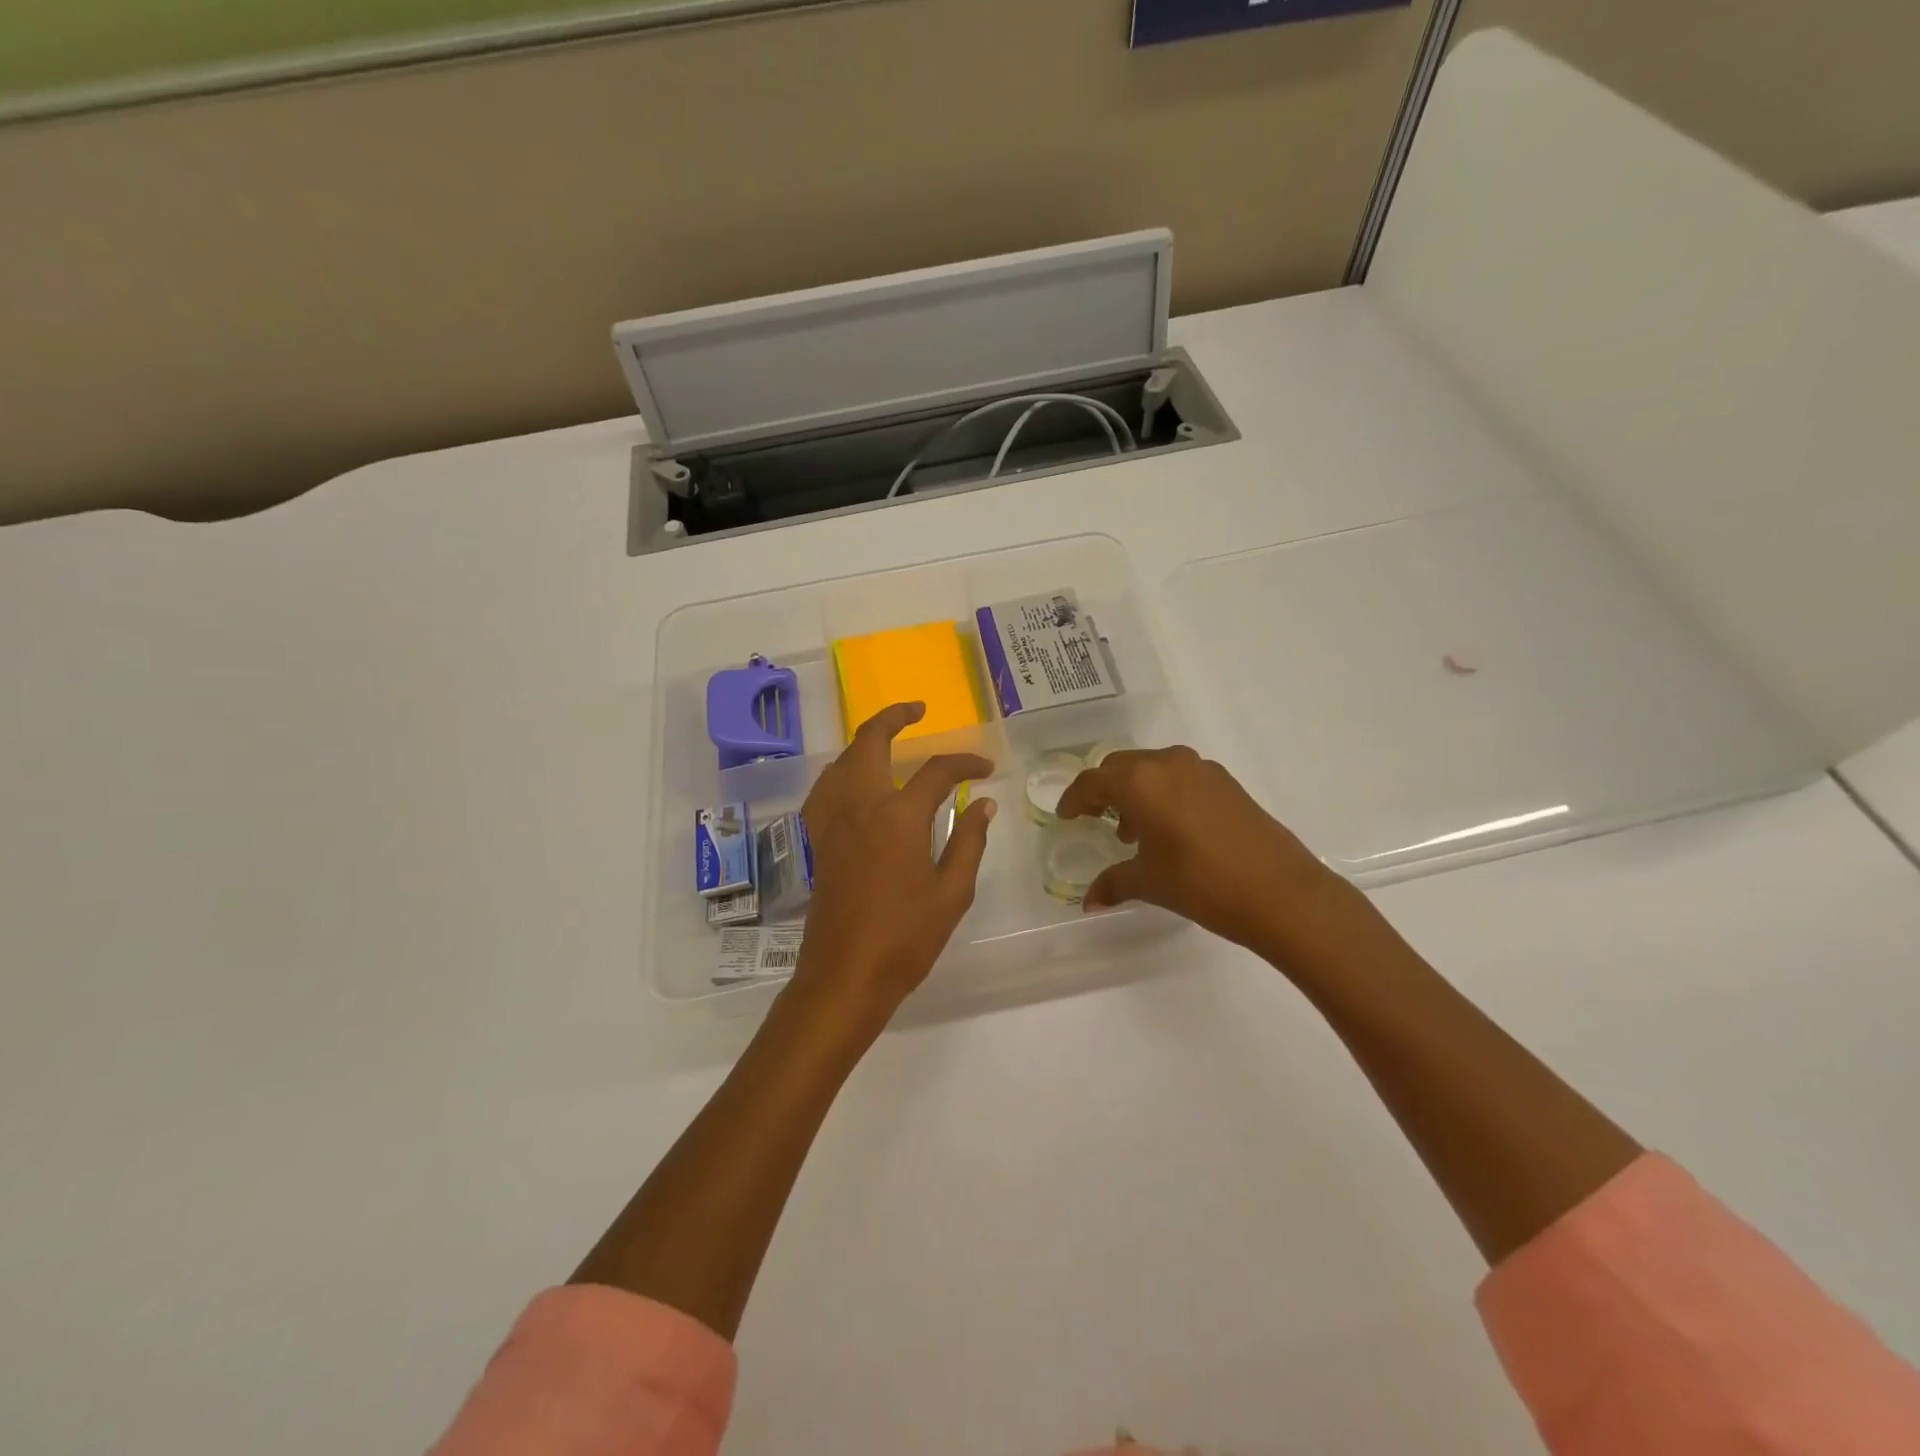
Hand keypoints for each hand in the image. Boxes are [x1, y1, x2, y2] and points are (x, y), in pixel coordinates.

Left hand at [788, 703, 996, 1035]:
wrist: (844, 977)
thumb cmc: (905, 939)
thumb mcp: (952, 893)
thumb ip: (969, 841)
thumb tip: (983, 804)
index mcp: (898, 817)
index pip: (936, 771)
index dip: (965, 763)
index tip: (986, 770)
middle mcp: (859, 806)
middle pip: (870, 742)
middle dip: (894, 717)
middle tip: (917, 709)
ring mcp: (831, 821)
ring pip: (841, 760)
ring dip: (865, 740)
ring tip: (888, 738)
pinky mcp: (817, 840)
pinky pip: (825, 788)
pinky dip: (842, 770)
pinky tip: (853, 781)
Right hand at [1055, 746, 1354, 962]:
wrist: (1280, 891)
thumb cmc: (1201, 883)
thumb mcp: (1150, 883)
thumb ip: (1114, 883)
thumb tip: (1089, 901)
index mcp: (1139, 782)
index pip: (1093, 782)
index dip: (1074, 799)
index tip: (1066, 816)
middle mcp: (1167, 764)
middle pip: (1121, 766)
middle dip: (1103, 790)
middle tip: (1095, 817)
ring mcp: (1201, 769)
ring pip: (1152, 768)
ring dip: (1135, 790)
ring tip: (1133, 830)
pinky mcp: (1226, 782)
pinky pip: (1180, 776)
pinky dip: (1164, 793)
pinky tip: (1170, 828)